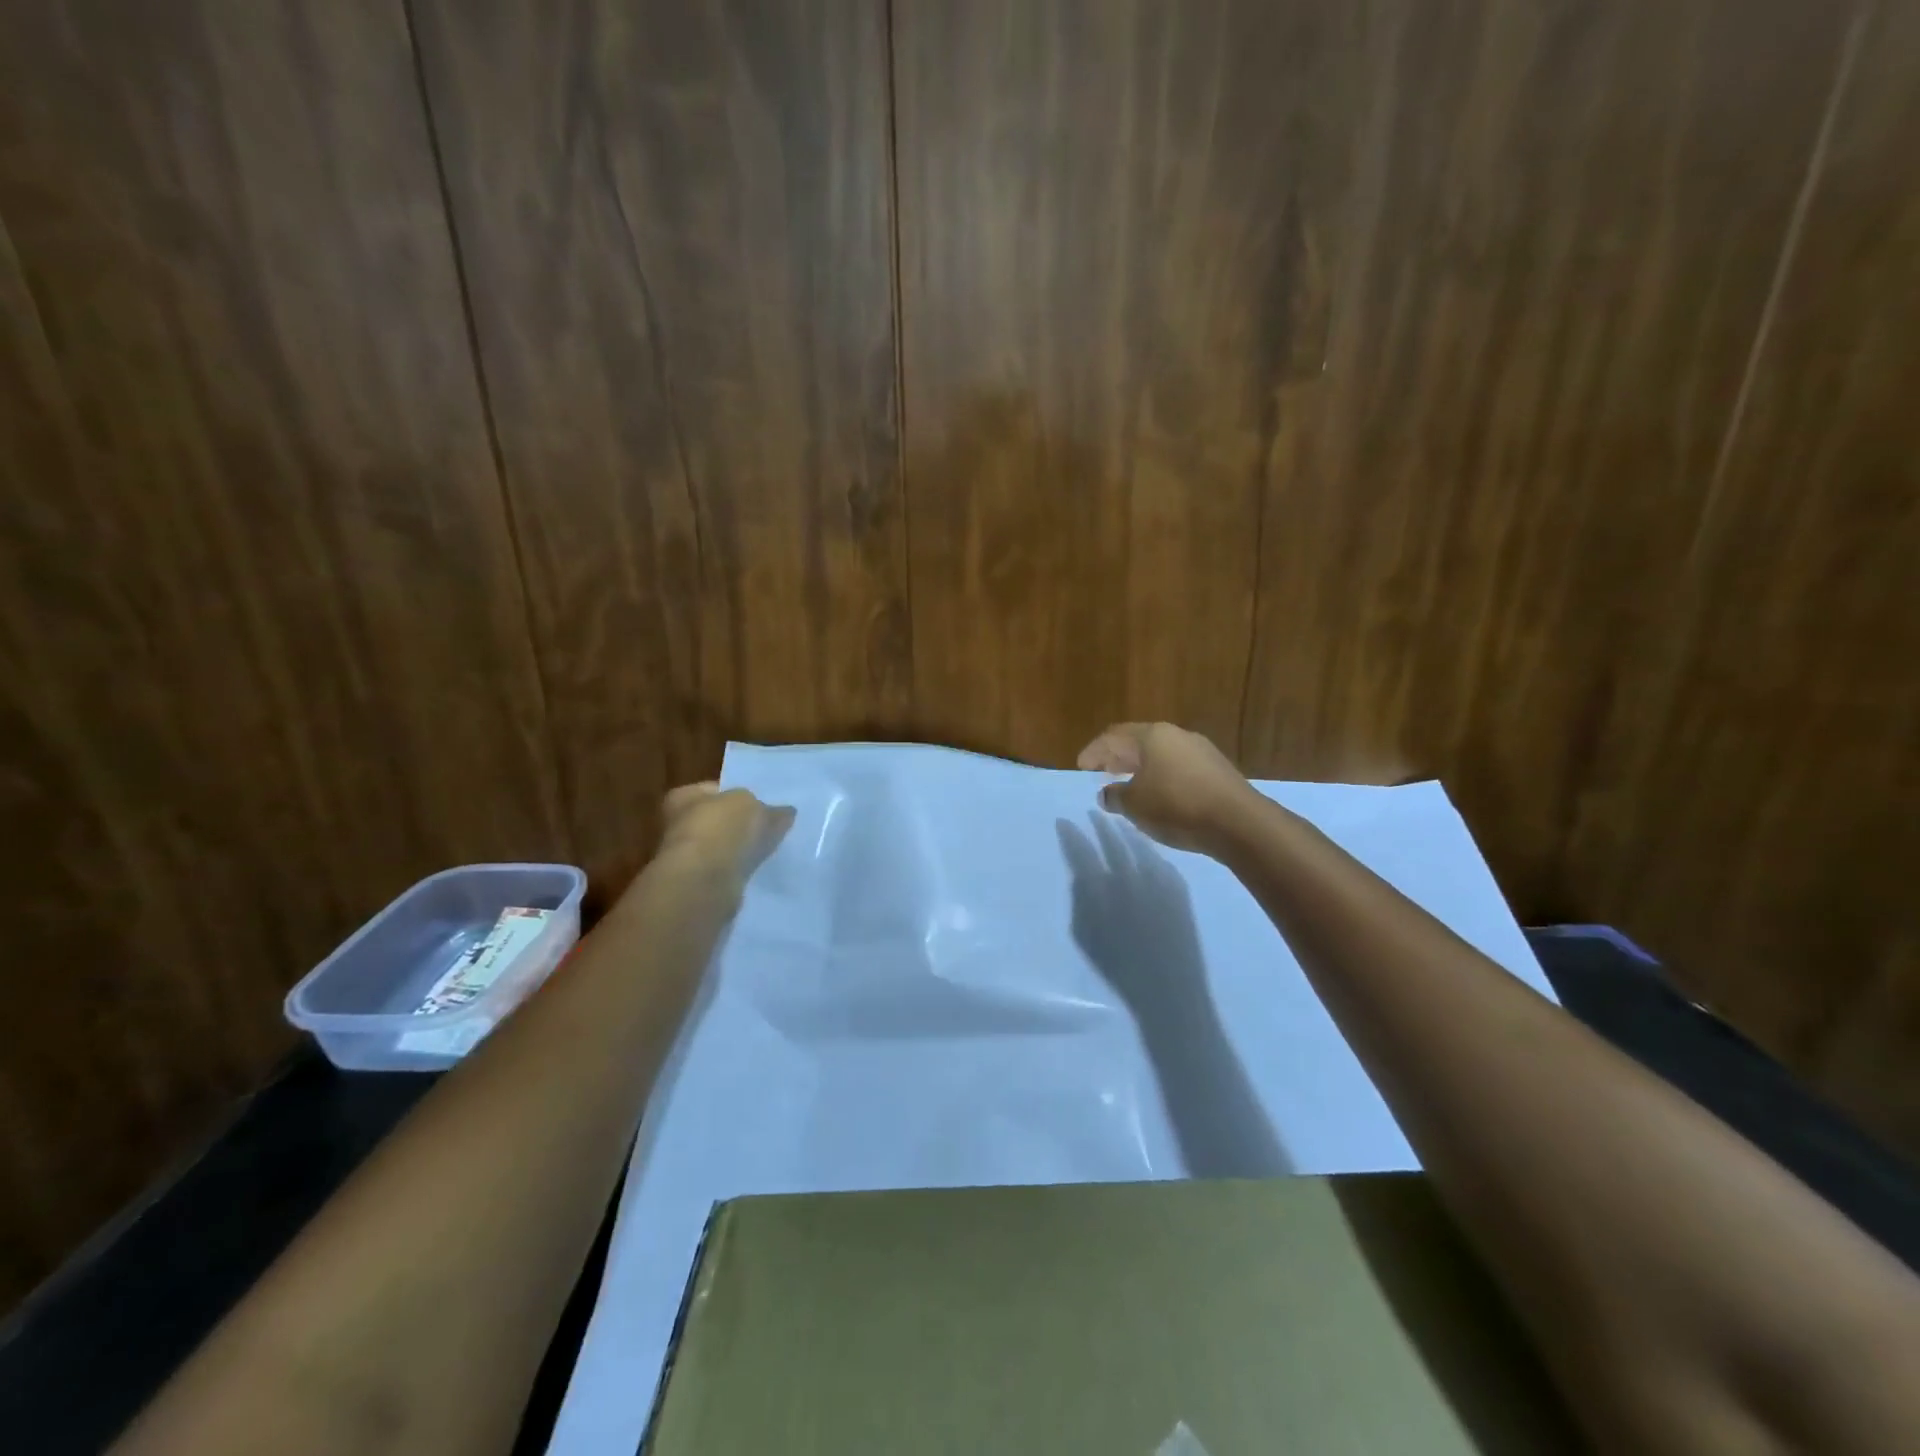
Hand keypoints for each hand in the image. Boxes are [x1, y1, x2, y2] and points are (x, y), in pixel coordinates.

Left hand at [657, 782, 795, 888]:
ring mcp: (689, 857)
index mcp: (684, 796)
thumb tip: (785, 812)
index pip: (713, 789)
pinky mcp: (701, 885)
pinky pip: (727, 871)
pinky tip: (761, 870)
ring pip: (723, 848)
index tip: (762, 802)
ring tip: (771, 849)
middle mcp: (679, 825)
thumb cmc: (722, 828)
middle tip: (771, 826)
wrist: (705, 881)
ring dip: (741, 850)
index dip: (738, 793)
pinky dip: (741, 870)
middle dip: (741, 824)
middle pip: (718, 820)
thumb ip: (768, 808)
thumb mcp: (753, 805)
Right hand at [1077, 722, 1261, 856]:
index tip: (1080, 767)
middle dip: (1117, 756)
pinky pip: (1178, 766)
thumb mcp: (1135, 805)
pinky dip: (1161, 775)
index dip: (1093, 752)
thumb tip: (1107, 793)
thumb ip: (1116, 797)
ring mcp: (1200, 750)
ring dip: (1140, 766)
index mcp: (1152, 736)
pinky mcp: (1217, 769)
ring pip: (1160, 753)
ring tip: (1128, 783)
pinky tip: (1159, 793)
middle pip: (1138, 741)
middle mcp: (1176, 735)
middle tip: (1102, 770)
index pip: (1113, 737)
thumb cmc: (1177, 806)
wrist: (1239, 823)